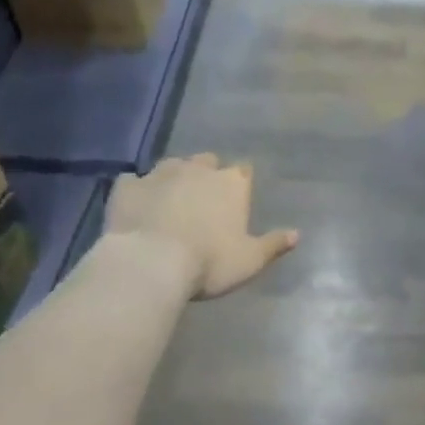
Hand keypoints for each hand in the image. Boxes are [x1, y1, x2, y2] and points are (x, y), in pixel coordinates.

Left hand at [105, 154, 298, 298]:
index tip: (237, 197)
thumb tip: (297, 234)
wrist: (151, 263)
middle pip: (207, 161)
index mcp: (231, 183)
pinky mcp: (127, 186)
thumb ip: (273, 245)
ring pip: (171, 165)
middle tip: (203, 198)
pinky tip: (136, 205)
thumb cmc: (210, 262)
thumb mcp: (250, 260)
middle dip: (207, 173)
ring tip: (170, 199)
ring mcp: (160, 174)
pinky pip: (133, 181)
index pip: (243, 171)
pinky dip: (137, 190)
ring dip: (174, 177)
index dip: (240, 182)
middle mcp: (198, 170)